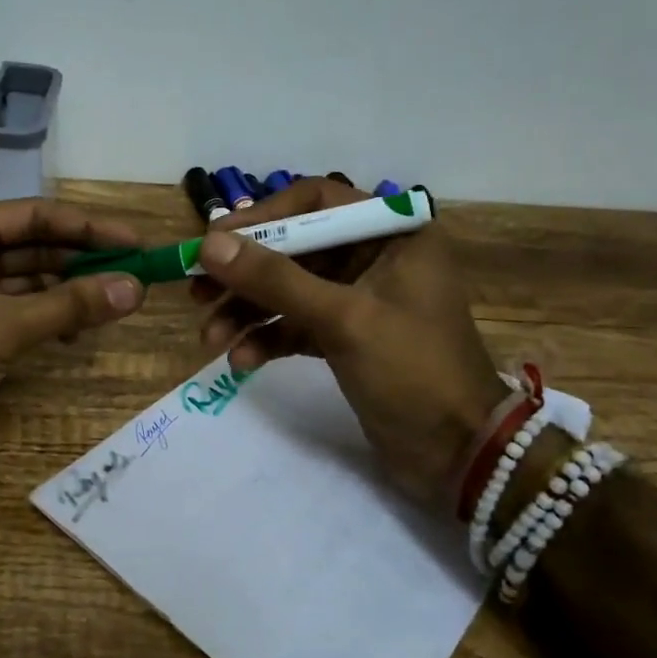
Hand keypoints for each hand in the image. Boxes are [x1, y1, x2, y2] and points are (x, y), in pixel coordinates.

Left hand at [0, 198, 145, 483]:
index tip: (137, 242)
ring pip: (26, 279)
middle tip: (136, 273)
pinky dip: (46, 315)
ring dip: (68, 290)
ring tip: (117, 303)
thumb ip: (72, 305)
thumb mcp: (5, 327)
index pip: (37, 217)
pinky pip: (14, 307)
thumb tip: (135, 288)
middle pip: (34, 246)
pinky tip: (76, 332)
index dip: (91, 228)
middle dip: (83, 260)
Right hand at [191, 178, 506, 508]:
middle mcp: (374, 257)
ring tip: (210, 337)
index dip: (262, 217)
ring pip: (288, 289)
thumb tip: (209, 243)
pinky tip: (241, 361)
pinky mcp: (346, 336)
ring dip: (247, 310)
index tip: (215, 241)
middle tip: (196, 291)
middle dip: (245, 273)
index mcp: (392, 234)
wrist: (460, 455)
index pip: (315, 201)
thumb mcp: (343, 320)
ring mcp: (359, 299)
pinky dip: (267, 338)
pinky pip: (295, 324)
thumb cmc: (413, 371)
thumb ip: (275, 279)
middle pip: (293, 248)